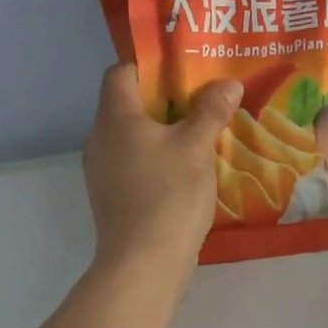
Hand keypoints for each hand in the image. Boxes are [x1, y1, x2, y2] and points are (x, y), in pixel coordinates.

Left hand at [82, 64, 241, 282]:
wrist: (143, 263)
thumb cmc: (168, 194)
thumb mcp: (196, 147)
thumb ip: (211, 111)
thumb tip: (227, 83)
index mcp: (115, 118)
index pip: (120, 72)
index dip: (149, 65)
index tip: (183, 69)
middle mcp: (100, 139)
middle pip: (128, 103)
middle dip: (165, 98)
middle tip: (203, 97)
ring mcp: (103, 171)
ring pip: (133, 136)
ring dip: (163, 130)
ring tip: (201, 130)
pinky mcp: (112, 196)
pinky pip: (134, 162)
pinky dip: (157, 157)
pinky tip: (187, 168)